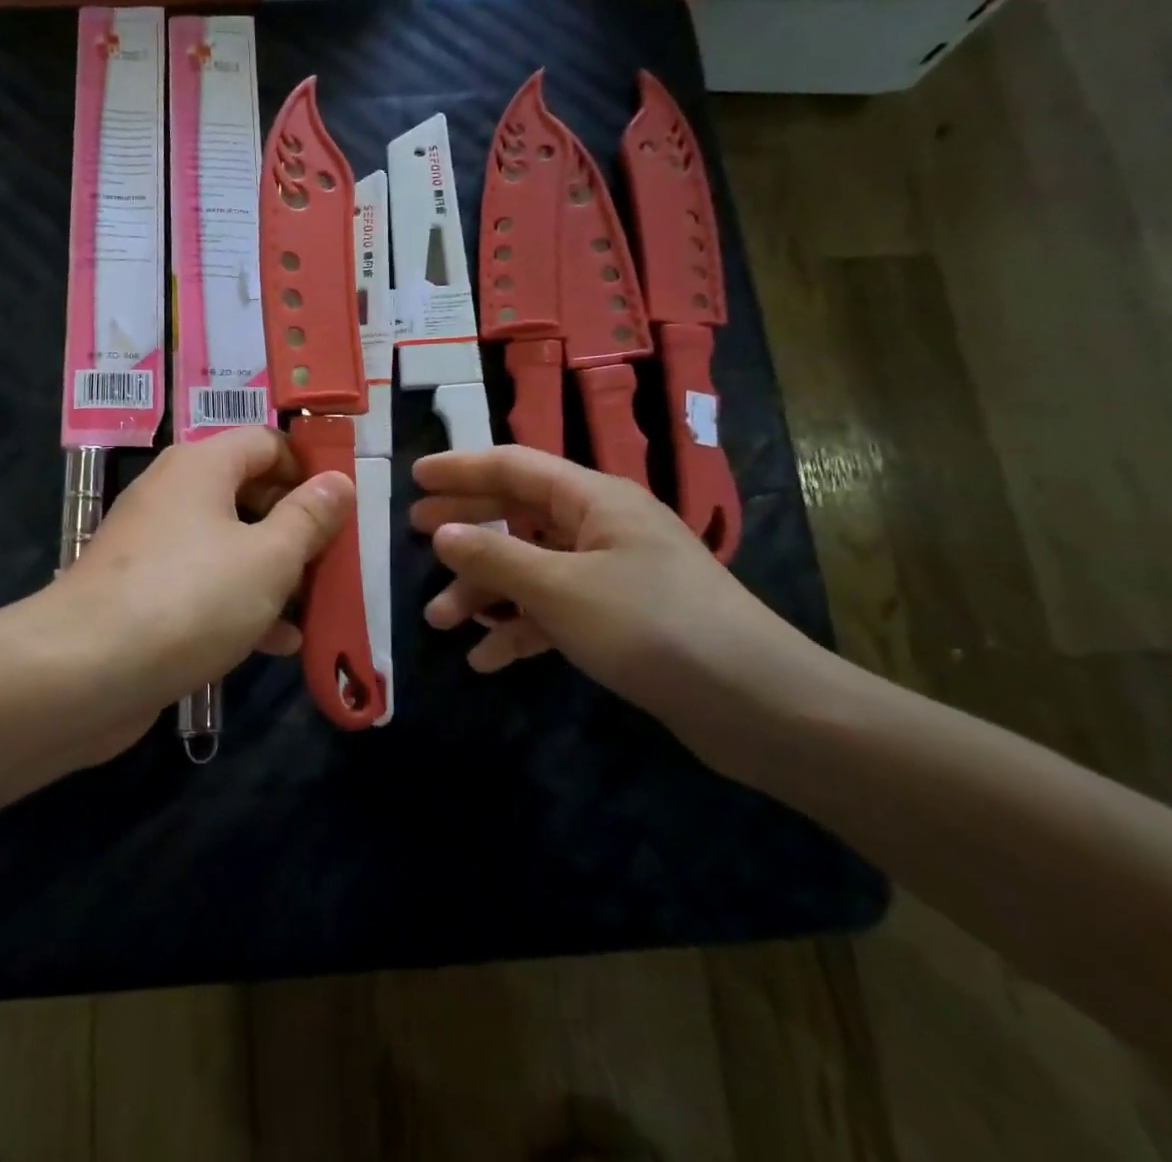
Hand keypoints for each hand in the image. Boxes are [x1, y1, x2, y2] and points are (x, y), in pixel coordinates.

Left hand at [42, 428, 353, 747]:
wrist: (82, 673)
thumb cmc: (189, 599)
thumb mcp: (268, 558)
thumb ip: (309, 518)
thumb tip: (339, 481)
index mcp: (202, 466)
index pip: (268, 443)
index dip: (310, 469)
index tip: (342, 509)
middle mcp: (174, 494)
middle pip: (250, 493)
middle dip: (296, 528)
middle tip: (333, 562)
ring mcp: (154, 545)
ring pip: (229, 544)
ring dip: (274, 572)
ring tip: (315, 607)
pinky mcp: (143, 591)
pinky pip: (203, 583)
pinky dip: (240, 602)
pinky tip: (277, 642)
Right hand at [411, 446, 797, 723]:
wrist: (757, 705)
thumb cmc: (652, 626)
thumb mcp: (560, 589)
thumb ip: (495, 556)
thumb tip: (442, 532)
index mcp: (593, 499)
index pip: (514, 466)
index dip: (460, 469)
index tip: (414, 476)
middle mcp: (601, 526)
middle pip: (519, 513)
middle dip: (467, 527)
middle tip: (416, 534)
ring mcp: (612, 574)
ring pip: (532, 567)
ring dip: (486, 591)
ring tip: (441, 620)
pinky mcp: (619, 619)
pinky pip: (555, 610)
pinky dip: (521, 628)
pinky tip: (487, 658)